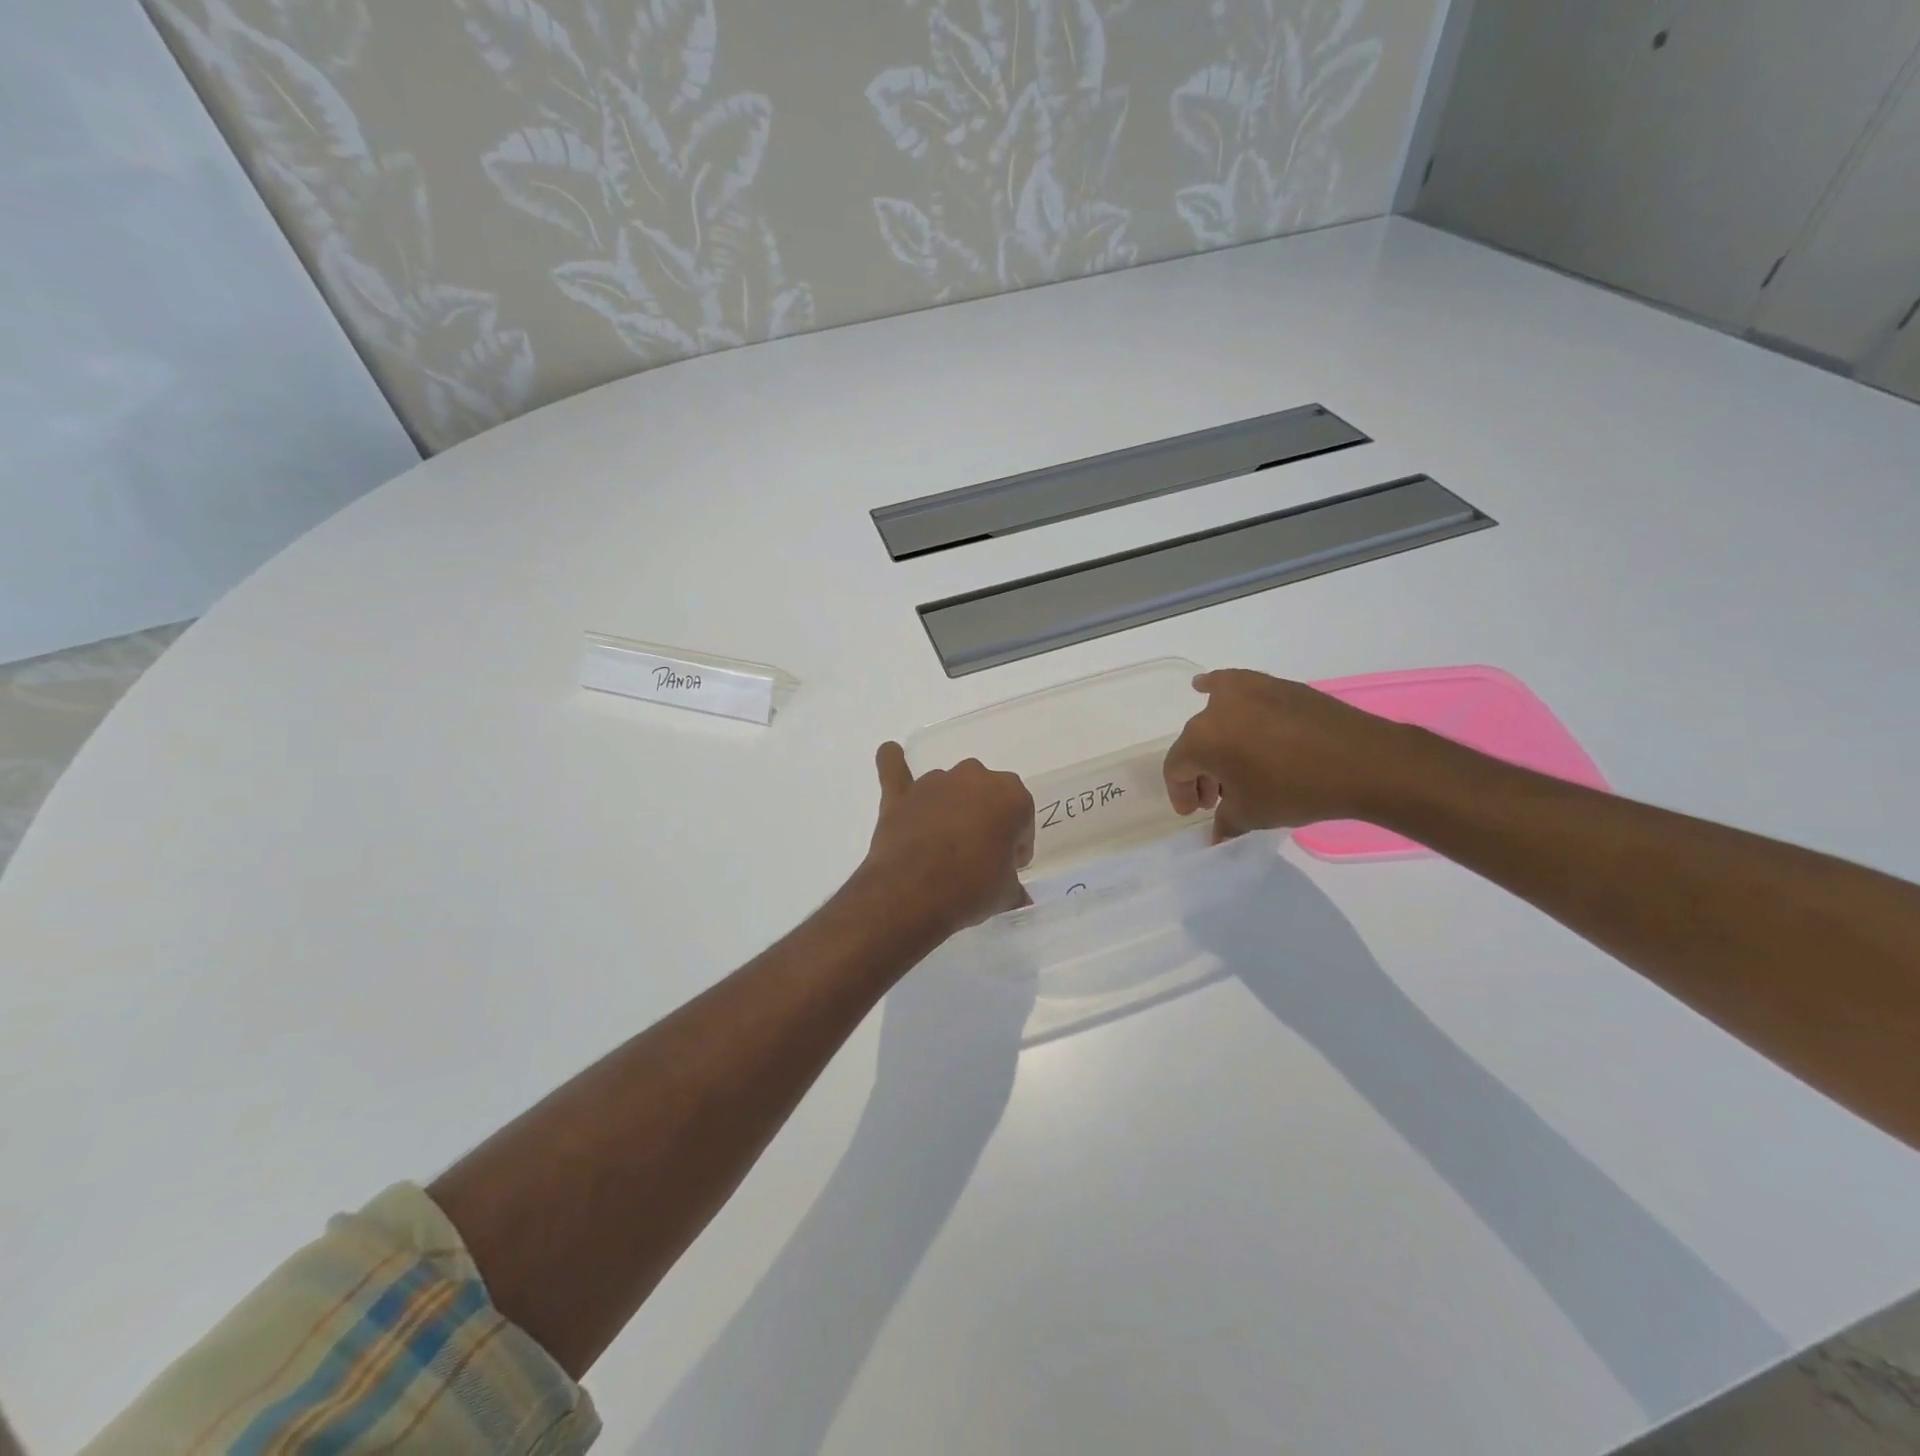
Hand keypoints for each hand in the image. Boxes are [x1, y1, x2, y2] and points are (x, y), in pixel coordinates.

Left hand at [861, 743, 1034, 934]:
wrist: (913, 894)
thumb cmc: (971, 890)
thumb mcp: (1006, 894)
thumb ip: (1013, 885)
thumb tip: (1018, 896)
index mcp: (1011, 796)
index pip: (1022, 818)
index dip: (1015, 845)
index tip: (1005, 866)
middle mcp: (975, 778)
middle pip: (987, 795)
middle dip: (986, 819)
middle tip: (977, 856)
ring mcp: (935, 782)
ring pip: (950, 786)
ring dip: (951, 806)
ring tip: (942, 844)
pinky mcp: (901, 793)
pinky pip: (895, 767)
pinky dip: (893, 763)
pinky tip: (892, 755)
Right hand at [1162, 669, 1419, 837]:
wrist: (1362, 761)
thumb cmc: (1296, 790)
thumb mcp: (1253, 814)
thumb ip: (1226, 822)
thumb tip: (1217, 834)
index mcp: (1201, 741)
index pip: (1176, 768)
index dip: (1181, 793)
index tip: (1195, 813)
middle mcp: (1215, 709)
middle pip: (1196, 743)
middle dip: (1203, 772)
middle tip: (1218, 797)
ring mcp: (1246, 691)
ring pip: (1216, 716)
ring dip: (1216, 741)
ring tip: (1230, 761)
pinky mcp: (1274, 685)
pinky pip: (1236, 688)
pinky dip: (1220, 692)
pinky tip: (1210, 689)